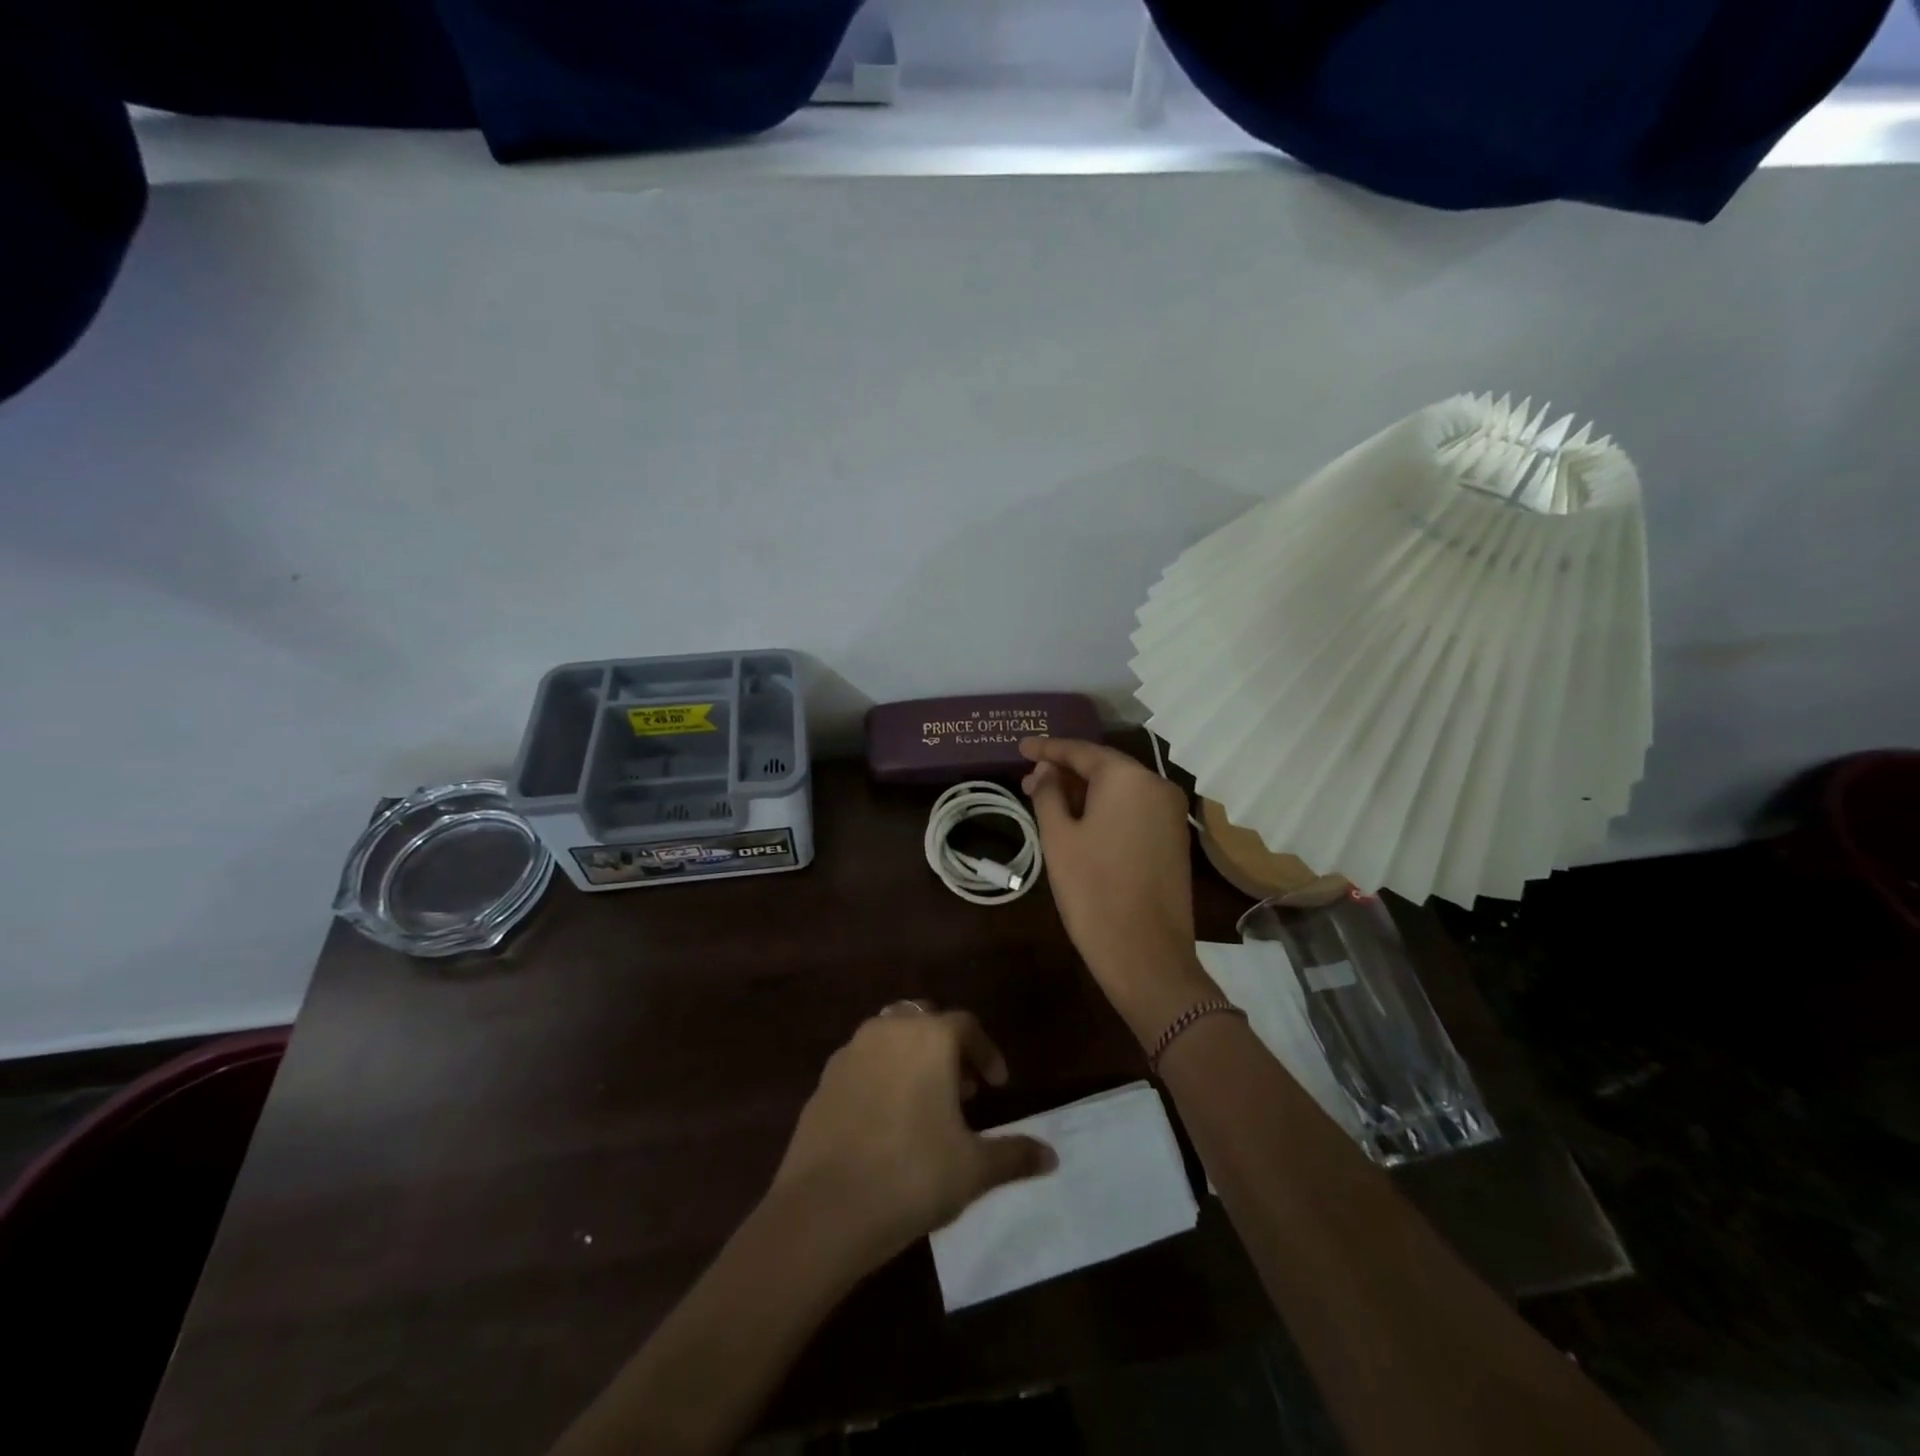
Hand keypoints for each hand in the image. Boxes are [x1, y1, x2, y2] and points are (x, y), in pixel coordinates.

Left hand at [769, 1006, 1055, 1274]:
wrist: (825, 1209)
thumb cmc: (912, 1176)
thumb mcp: (974, 1169)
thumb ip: (1015, 1155)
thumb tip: (1052, 1157)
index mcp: (929, 1038)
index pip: (966, 1026)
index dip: (987, 1053)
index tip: (997, 1085)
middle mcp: (889, 1030)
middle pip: (925, 1023)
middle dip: (947, 1050)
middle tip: (961, 1092)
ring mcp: (850, 1052)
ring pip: (890, 1038)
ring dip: (911, 1059)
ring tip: (924, 1105)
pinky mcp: (823, 1080)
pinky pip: (861, 1064)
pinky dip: (879, 1078)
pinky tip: (884, 1122)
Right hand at [1019, 737, 1218, 1045]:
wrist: (1146, 954)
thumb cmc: (1092, 890)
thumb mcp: (1059, 838)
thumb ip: (1048, 794)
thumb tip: (1046, 770)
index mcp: (1128, 778)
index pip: (1081, 751)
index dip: (1047, 748)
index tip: (1020, 746)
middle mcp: (1157, 785)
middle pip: (1104, 767)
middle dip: (1065, 772)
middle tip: (1028, 780)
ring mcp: (1170, 813)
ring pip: (1120, 789)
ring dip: (1084, 792)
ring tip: (1047, 801)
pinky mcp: (1174, 838)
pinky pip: (1134, 809)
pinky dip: (1105, 808)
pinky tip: (1079, 820)